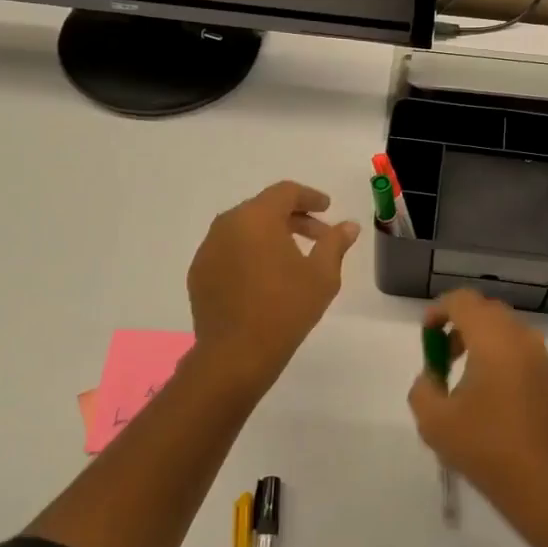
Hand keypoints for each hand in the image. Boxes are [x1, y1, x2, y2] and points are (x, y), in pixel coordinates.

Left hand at [187, 181, 358, 389]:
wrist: (235, 355)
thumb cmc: (285, 309)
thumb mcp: (322, 275)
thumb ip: (335, 243)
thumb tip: (348, 226)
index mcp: (257, 218)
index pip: (285, 192)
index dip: (310, 197)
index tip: (327, 208)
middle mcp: (227, 225)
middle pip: (263, 208)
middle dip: (293, 218)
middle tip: (318, 236)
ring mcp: (208, 249)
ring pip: (244, 230)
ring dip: (270, 236)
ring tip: (292, 258)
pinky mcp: (198, 273)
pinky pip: (228, 251)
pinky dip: (249, 254)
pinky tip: (265, 278)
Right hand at [407, 290, 547, 524]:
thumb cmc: (487, 449)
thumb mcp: (434, 422)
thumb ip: (423, 388)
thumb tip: (433, 377)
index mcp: (494, 339)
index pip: (464, 301)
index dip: (439, 311)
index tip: (426, 335)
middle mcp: (525, 339)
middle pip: (488, 313)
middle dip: (461, 327)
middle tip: (443, 360)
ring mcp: (547, 360)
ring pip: (509, 334)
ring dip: (483, 345)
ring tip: (466, 383)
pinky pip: (525, 356)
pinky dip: (505, 362)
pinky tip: (495, 401)